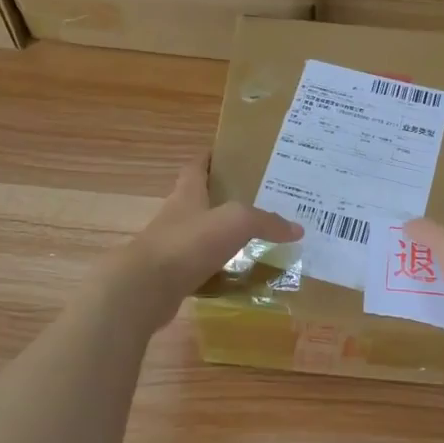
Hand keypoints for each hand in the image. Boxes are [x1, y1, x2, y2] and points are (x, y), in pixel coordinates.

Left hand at [104, 156, 302, 332]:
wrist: (145, 288)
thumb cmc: (189, 242)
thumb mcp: (235, 222)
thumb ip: (266, 221)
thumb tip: (297, 229)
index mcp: (188, 193)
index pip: (197, 166)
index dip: (211, 158)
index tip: (232, 154)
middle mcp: (178, 215)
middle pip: (201, 200)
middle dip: (225, 198)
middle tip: (259, 199)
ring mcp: (173, 246)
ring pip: (202, 235)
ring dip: (223, 235)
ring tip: (256, 237)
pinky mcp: (172, 275)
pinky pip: (202, 266)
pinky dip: (219, 268)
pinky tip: (240, 273)